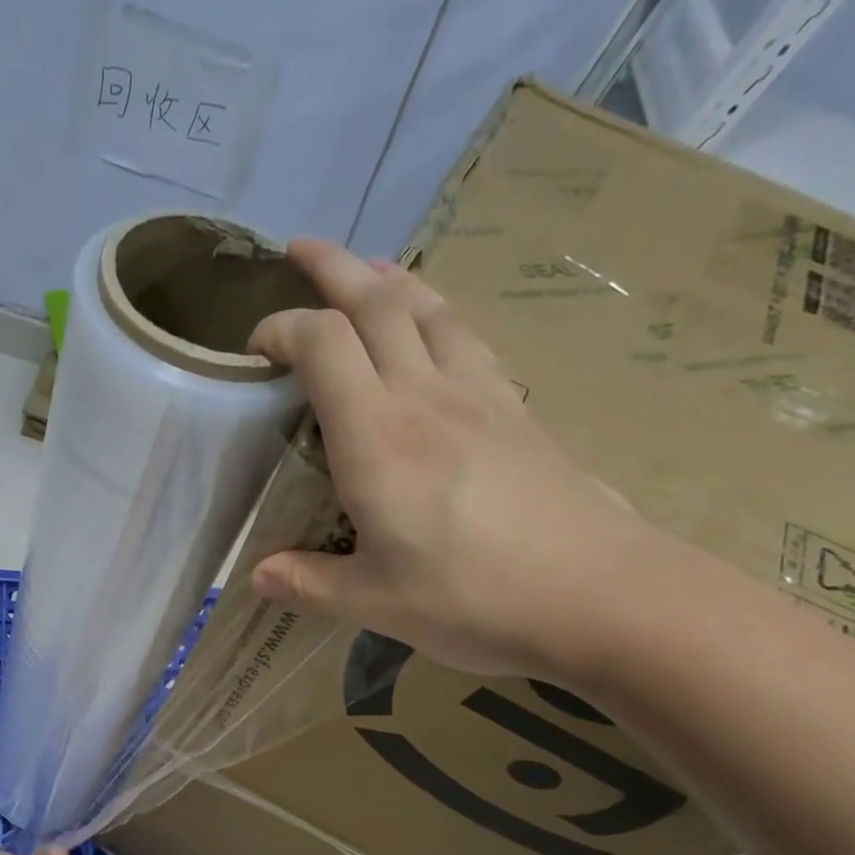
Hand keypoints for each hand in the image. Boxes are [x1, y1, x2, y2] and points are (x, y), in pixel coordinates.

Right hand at [247, 240, 656, 679]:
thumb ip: (309, 584)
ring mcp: (479, 396)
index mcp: (377, 439)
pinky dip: (436, 313)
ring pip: (429, 308)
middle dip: (333, 269)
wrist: (599, 594)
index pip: (322, 345)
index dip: (282, 329)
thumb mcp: (374, 603)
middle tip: (300, 251)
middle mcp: (425, 397)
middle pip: (377, 303)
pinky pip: (467, 337)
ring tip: (366, 269)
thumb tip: (258, 576)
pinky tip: (434, 326)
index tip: (255, 348)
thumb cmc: (473, 598)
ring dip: (390, 278)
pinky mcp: (516, 410)